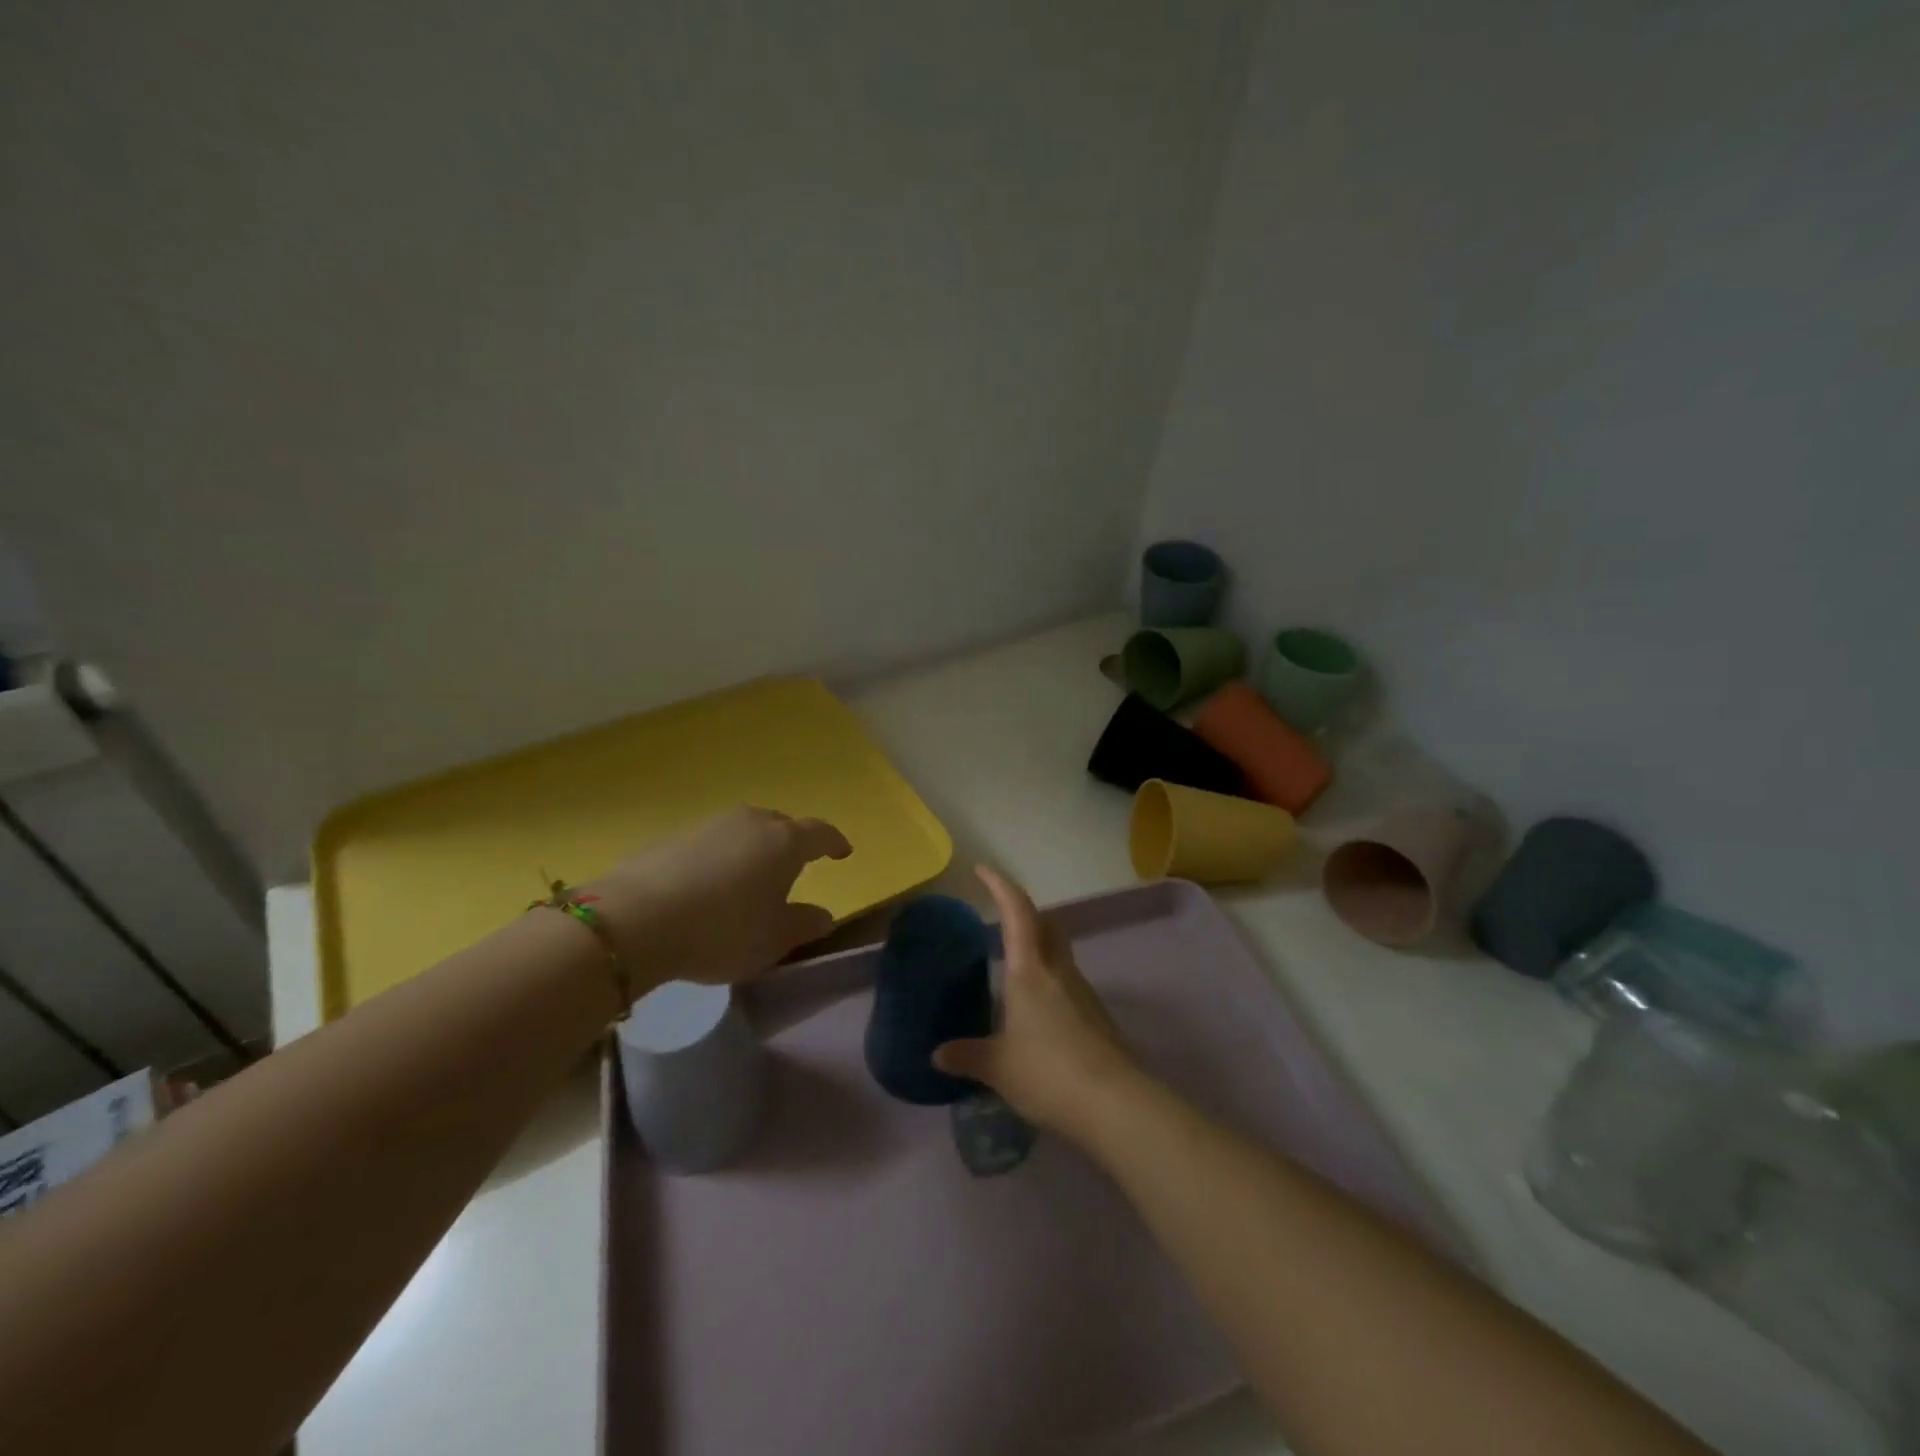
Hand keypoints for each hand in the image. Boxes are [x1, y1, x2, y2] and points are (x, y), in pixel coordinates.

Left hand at [585, 807, 851, 990]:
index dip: (834, 843)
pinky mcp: (674, 836)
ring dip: (754, 849)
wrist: (636, 920)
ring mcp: (710, 825)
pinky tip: (709, 884)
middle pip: (781, 826)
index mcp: (784, 842)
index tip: (843, 852)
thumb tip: (824, 915)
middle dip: (793, 843)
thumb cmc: (723, 930)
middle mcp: (751, 823)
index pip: (820, 833)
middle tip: (794, 868)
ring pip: (745, 831)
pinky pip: (712, 842)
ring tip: (750, 878)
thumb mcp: (773, 939)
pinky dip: (721, 857)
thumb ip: (804, 924)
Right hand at [932, 866, 1140, 1136]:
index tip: (983, 870)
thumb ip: (968, 1055)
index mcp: (1030, 970)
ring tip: (1010, 970)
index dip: (1000, 886)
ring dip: (1037, 948)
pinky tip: (1034, 1013)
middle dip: (1023, 912)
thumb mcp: (998, 1067)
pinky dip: (1048, 982)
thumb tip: (938, 1055)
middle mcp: (1059, 971)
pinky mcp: (1096, 1016)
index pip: (1017, 911)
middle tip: (1000, 917)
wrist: (1115, 1104)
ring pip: (1058, 954)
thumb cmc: (1048, 1073)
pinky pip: (1066, 984)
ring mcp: (1083, 992)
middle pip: (1046, 924)